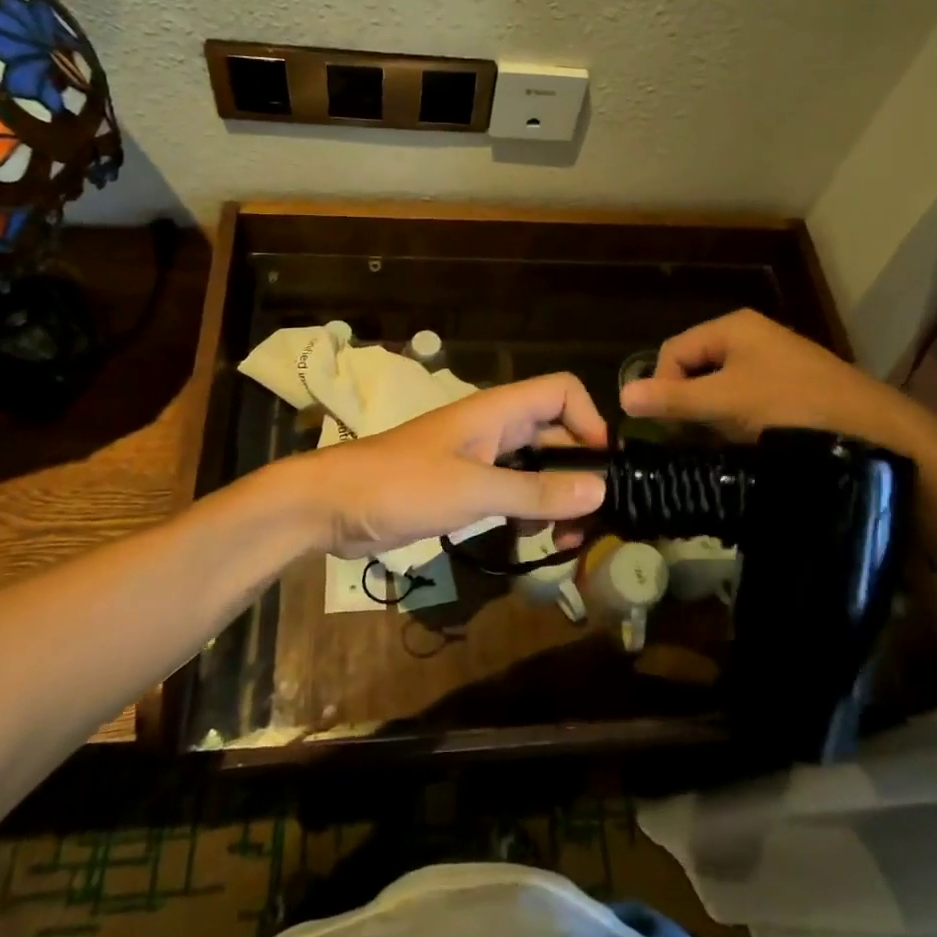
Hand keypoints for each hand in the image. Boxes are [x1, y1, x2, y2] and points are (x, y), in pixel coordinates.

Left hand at [296, 373, 610, 558]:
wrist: (333, 505)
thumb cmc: (402, 485)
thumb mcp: (473, 490)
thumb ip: (535, 491)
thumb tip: (601, 489)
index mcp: (498, 411)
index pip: (562, 392)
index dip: (590, 420)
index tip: (603, 467)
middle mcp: (495, 428)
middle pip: (555, 434)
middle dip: (578, 471)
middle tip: (594, 519)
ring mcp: (479, 458)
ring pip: (535, 467)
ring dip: (556, 498)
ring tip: (567, 540)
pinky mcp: (464, 487)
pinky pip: (511, 492)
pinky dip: (528, 513)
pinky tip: (532, 544)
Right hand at [620, 309, 934, 455]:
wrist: (873, 431)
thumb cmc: (790, 405)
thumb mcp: (725, 402)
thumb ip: (673, 399)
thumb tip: (622, 396)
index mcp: (732, 327)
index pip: (673, 351)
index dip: (661, 386)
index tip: (667, 426)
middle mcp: (751, 337)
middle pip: (695, 368)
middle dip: (688, 403)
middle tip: (692, 438)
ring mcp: (774, 362)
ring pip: (721, 388)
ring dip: (713, 416)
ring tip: (721, 444)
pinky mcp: (791, 389)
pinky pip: (746, 401)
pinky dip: (738, 422)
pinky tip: (747, 444)